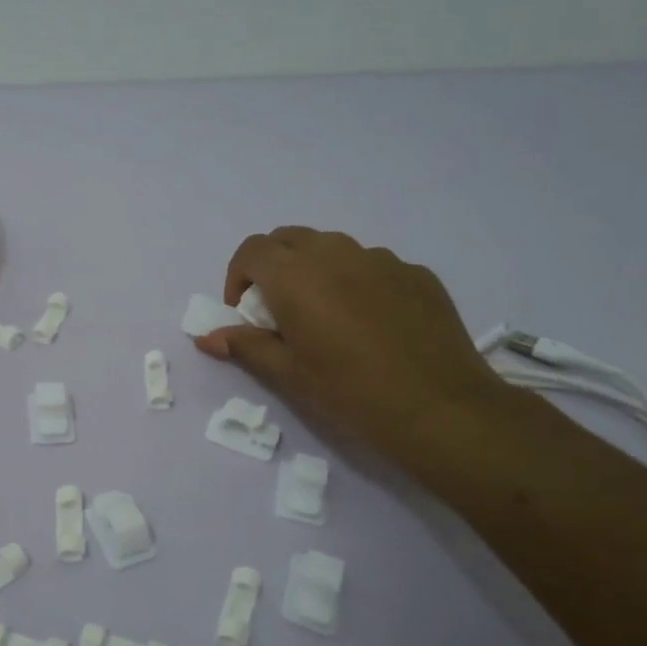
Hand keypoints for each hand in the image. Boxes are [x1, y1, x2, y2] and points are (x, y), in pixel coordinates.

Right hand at [193, 227, 510, 466]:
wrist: (439, 407)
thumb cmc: (349, 392)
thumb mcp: (288, 373)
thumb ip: (246, 346)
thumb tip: (207, 337)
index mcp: (294, 276)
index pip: (251, 251)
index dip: (238, 276)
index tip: (244, 310)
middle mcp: (335, 253)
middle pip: (289, 239)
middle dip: (273, 266)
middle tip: (278, 309)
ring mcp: (380, 259)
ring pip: (332, 248)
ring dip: (315, 269)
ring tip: (326, 314)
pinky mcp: (415, 273)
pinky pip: (372, 265)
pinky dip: (356, 281)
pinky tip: (371, 323)